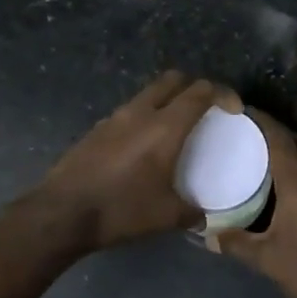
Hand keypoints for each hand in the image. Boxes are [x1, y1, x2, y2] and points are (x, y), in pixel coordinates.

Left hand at [31, 71, 229, 251]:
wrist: (62, 213)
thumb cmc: (121, 210)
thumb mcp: (166, 217)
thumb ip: (192, 212)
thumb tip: (203, 216)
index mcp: (164, 127)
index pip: (200, 92)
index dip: (223, 94)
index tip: (234, 109)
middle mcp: (140, 112)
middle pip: (172, 80)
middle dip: (194, 87)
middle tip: (206, 109)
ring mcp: (114, 118)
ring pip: (148, 93)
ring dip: (166, 100)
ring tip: (175, 127)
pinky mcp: (96, 129)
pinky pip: (129, 112)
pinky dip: (144, 117)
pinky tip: (143, 146)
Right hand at [219, 110, 296, 297]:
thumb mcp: (268, 261)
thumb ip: (236, 244)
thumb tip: (207, 235)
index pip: (282, 141)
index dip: (263, 122)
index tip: (243, 111)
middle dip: (275, 130)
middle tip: (247, 129)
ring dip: (289, 148)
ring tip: (261, 151)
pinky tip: (285, 183)